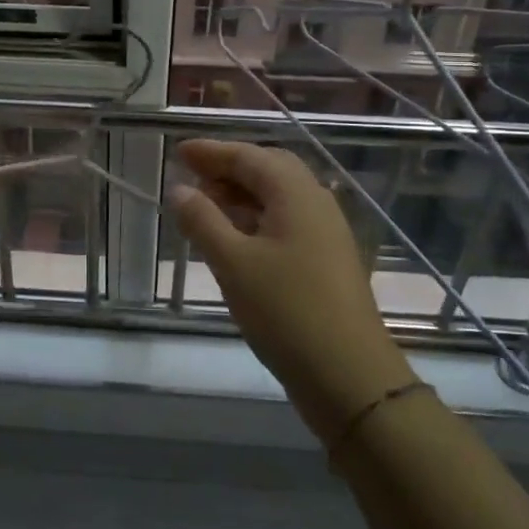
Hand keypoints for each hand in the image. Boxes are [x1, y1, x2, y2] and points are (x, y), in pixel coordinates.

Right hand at [171, 140, 412, 437]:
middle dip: (228, 168)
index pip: (248, 156)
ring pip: (279, 196)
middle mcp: (316, 202)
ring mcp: (326, 231)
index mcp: (296, 194)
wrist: (350, 377)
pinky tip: (235, 239)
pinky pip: (287, 221)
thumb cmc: (286, 312)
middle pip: (268, 169)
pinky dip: (256, 218)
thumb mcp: (233, 264)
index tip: (178, 151)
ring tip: (205, 207)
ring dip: (241, 194)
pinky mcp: (327, 259)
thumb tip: (179, 189)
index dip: (211, 152)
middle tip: (192, 177)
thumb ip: (202, 221)